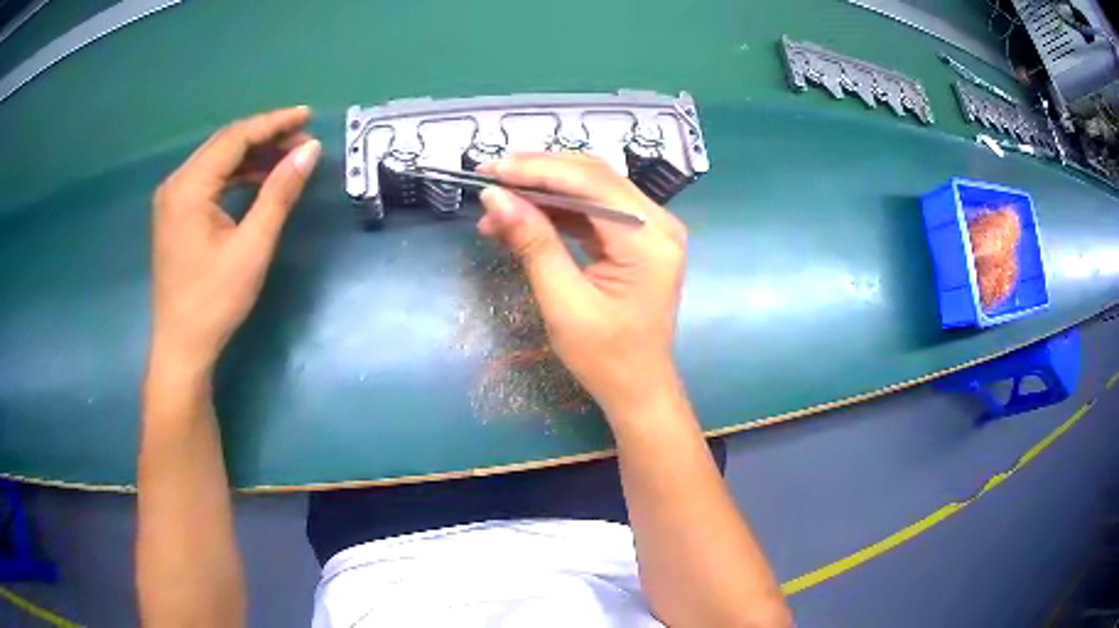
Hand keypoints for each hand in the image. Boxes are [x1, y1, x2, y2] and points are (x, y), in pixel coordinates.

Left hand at [150, 107, 321, 373]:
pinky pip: (209, 181)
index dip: (273, 123)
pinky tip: (258, 181)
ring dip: (251, 157)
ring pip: (217, 161)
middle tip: (303, 141)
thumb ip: (279, 192)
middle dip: (264, 137)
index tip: (307, 116)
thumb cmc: (214, 301)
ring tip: (287, 160)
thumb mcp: (252, 247)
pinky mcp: (175, 215)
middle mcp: (175, 184)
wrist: (181, 347)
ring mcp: (172, 199)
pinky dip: (235, 176)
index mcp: (188, 187)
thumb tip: (310, 150)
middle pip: (224, 144)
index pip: (235, 138)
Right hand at [477, 154, 686, 416]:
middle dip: (538, 173)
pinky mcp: (638, 238)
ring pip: (592, 188)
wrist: (638, 387)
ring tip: (497, 203)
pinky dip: (557, 210)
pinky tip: (523, 217)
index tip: (490, 170)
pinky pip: (594, 209)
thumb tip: (494, 197)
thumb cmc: (605, 358)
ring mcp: (651, 228)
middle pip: (594, 177)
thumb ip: (532, 243)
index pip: (591, 183)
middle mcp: (658, 223)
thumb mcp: (563, 303)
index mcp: (649, 241)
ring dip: (544, 191)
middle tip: (489, 179)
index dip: (537, 170)